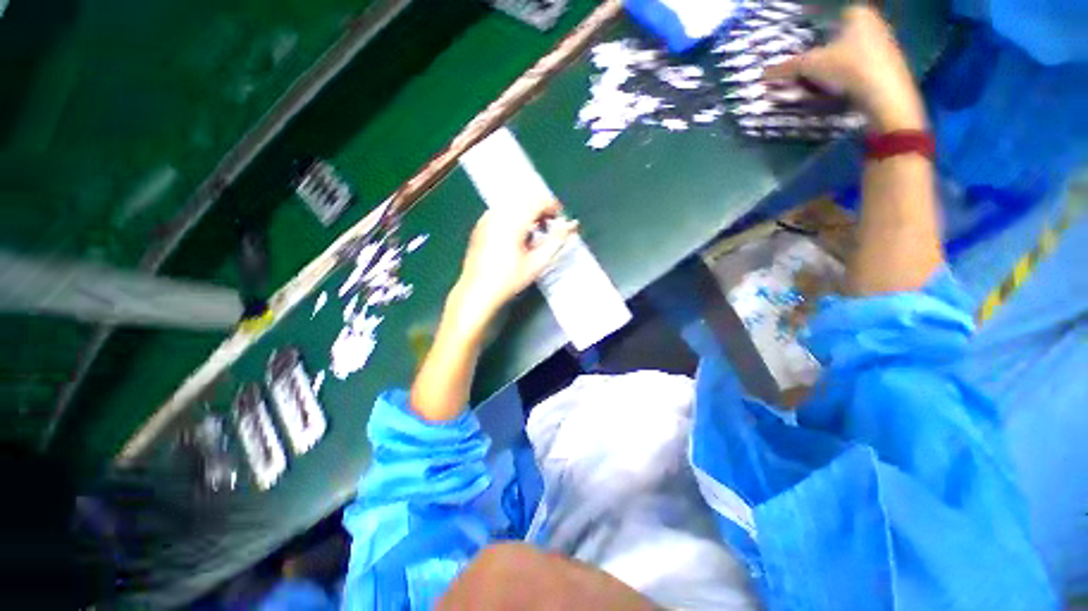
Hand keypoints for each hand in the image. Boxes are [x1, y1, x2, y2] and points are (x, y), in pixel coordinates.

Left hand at [452, 200, 577, 327]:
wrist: (478, 291)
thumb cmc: (508, 280)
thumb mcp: (537, 262)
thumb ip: (556, 240)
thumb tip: (571, 225)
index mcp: (513, 222)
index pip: (537, 200)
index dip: (553, 206)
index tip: (559, 219)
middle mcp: (498, 215)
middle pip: (525, 198)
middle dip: (541, 208)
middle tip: (549, 226)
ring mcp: (487, 219)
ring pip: (513, 203)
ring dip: (528, 211)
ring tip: (534, 232)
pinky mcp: (481, 225)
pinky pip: (502, 210)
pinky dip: (514, 215)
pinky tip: (517, 235)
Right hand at [764, 6, 926, 132]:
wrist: (885, 94)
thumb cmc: (849, 68)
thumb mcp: (811, 66)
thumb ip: (787, 67)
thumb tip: (763, 73)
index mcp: (857, 13)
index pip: (830, 18)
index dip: (815, 34)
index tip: (805, 53)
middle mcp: (874, 22)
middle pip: (840, 36)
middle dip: (825, 51)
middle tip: (810, 69)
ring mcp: (885, 43)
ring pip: (852, 51)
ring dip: (836, 65)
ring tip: (823, 82)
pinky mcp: (890, 64)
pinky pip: (863, 65)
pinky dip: (850, 74)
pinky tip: (842, 88)